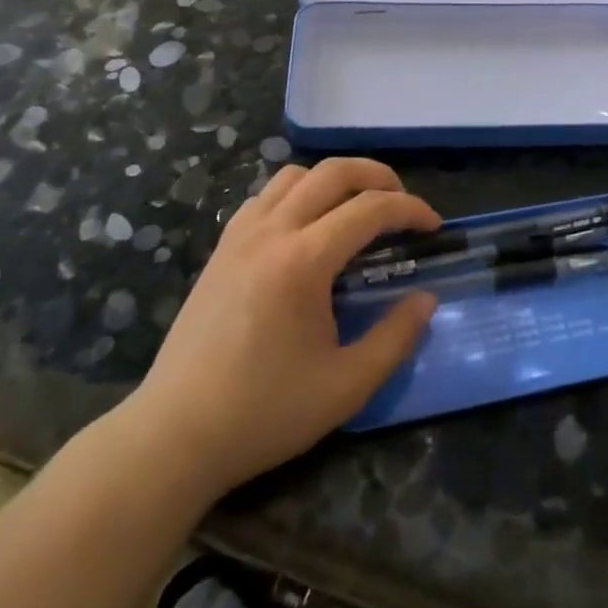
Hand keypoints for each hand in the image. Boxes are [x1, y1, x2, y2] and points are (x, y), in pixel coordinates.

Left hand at [131, 158, 439, 495]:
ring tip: (354, 210)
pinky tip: (305, 229)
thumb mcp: (346, 386)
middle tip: (400, 203)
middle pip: (333, 171)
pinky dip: (297, 195)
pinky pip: (265, 196)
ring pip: (294, 175)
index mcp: (303, 261)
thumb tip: (426, 299)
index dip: (410, 209)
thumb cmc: (264, 413)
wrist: (174, 436)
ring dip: (334, 180)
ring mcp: (239, 236)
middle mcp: (271, 232)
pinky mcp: (220, 249)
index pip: (370, 209)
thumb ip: (395, 337)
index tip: (433, 227)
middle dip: (377, 176)